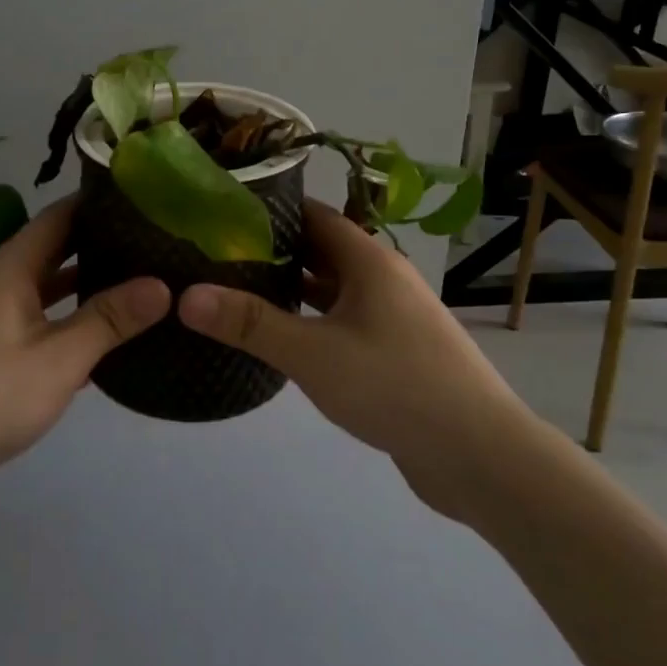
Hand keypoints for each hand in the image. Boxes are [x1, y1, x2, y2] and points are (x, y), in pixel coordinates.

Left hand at [0, 196, 169, 522]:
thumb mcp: (59, 357)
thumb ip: (110, 318)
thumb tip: (164, 285)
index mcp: (11, 267)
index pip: (61, 215)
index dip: (101, 203)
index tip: (149, 197)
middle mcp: (2, 283)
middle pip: (58, 248)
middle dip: (104, 243)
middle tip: (158, 239)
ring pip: (52, 288)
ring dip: (92, 283)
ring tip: (145, 277)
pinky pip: (45, 322)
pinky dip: (75, 320)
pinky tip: (112, 332)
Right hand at [177, 200, 528, 521]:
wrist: (480, 456)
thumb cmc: (395, 386)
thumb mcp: (313, 353)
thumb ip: (250, 323)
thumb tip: (186, 294)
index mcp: (368, 261)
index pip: (312, 214)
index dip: (268, 209)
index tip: (220, 212)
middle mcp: (382, 279)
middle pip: (320, 250)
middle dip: (272, 250)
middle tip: (216, 254)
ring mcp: (391, 317)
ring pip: (332, 290)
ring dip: (291, 289)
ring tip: (236, 291)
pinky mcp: (394, 353)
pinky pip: (343, 323)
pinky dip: (311, 322)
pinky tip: (280, 339)